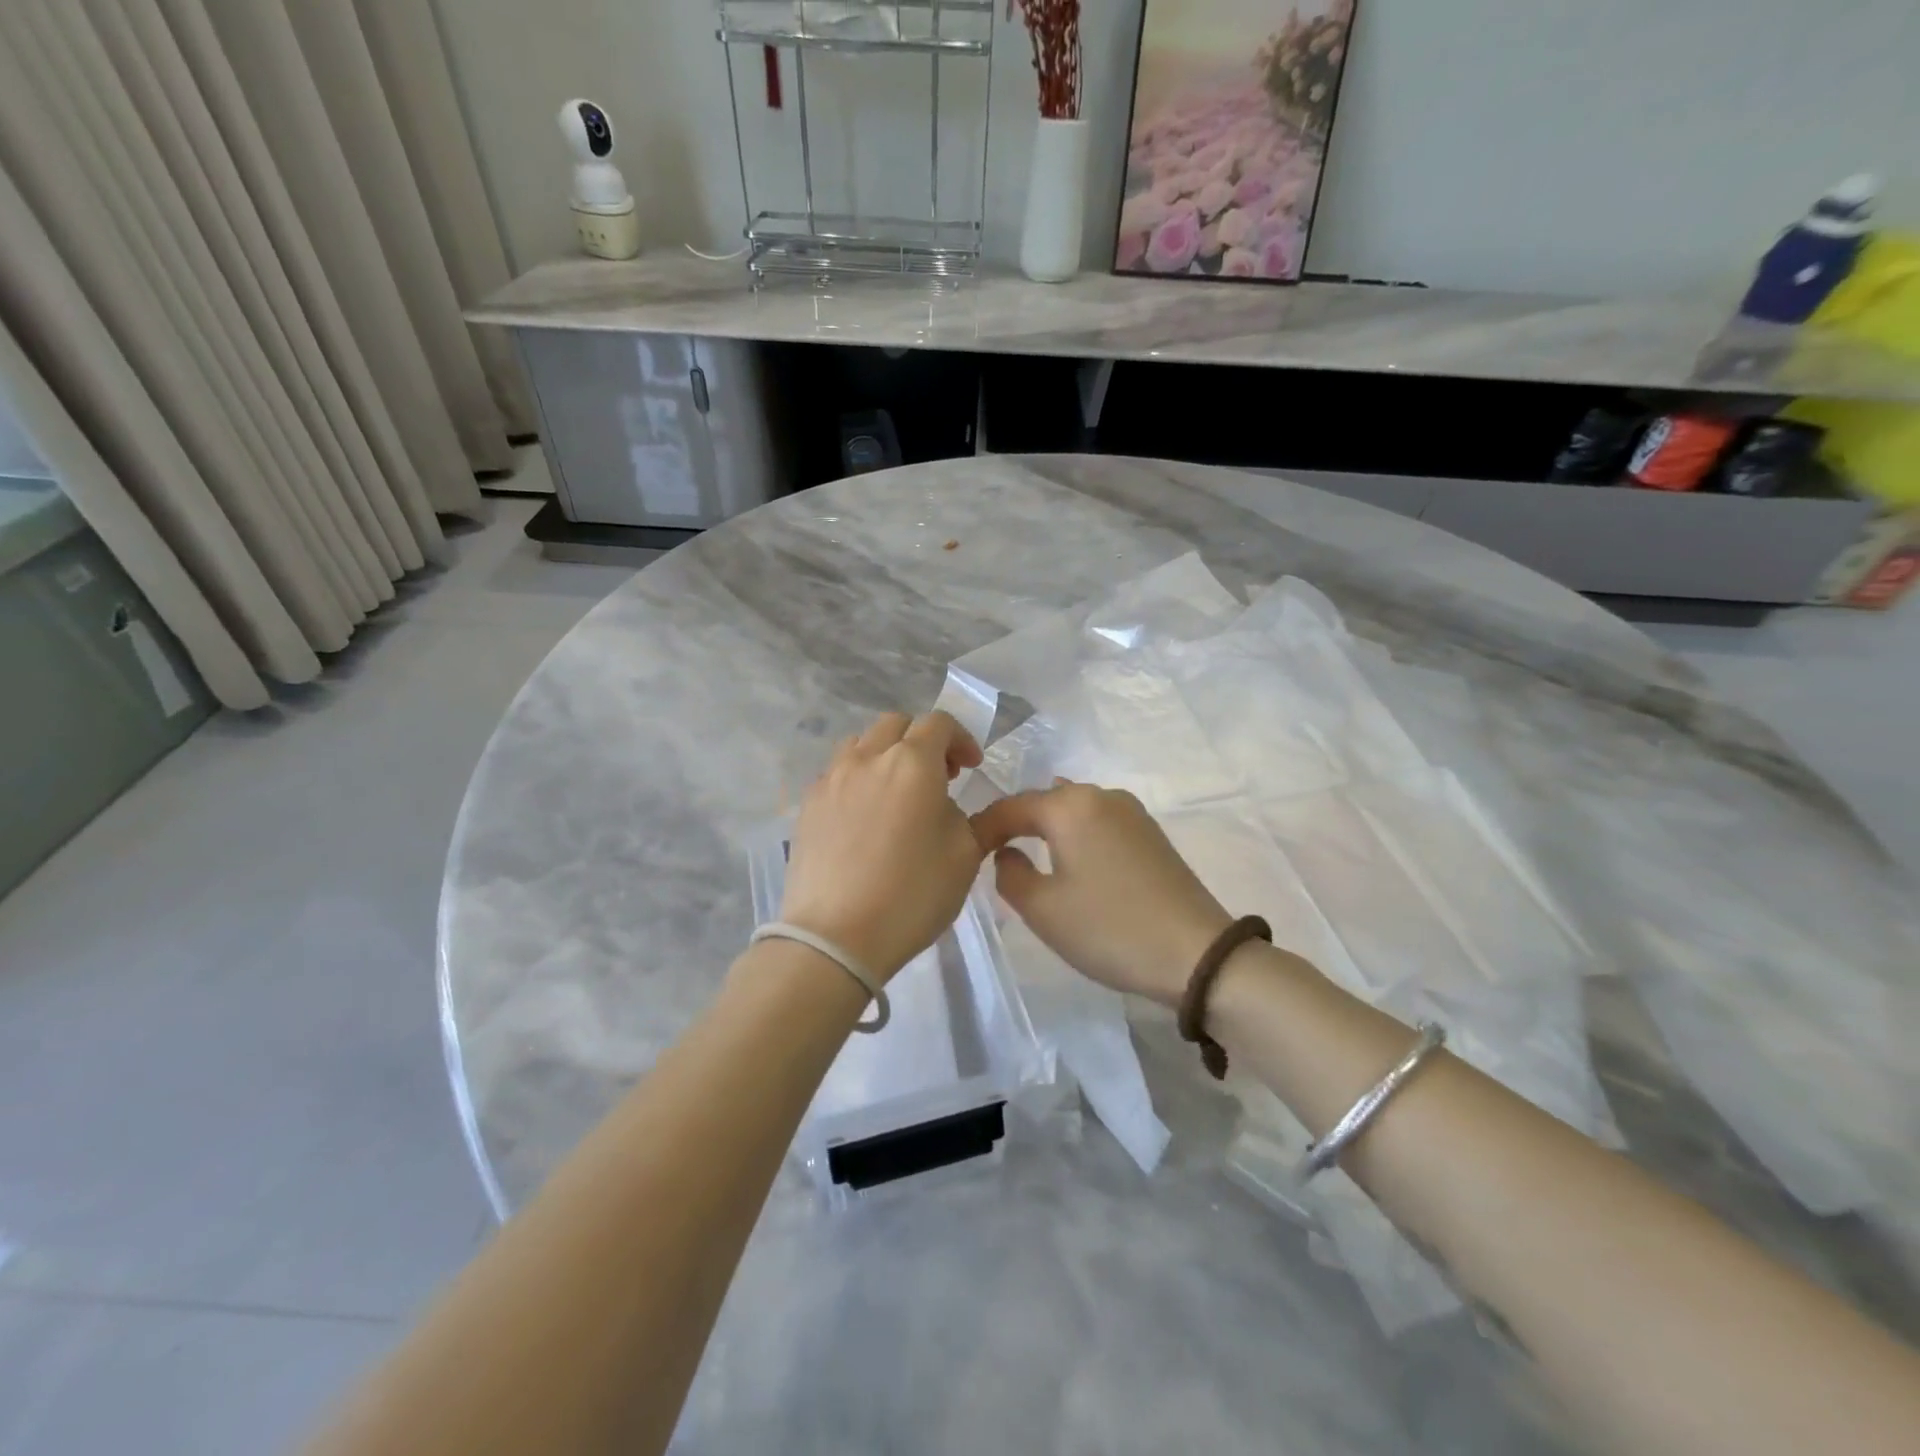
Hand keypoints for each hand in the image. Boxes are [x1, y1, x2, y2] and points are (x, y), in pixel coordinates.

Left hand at [780, 711, 985, 980]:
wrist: (835, 937)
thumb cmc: (911, 895)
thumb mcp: (965, 858)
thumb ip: (971, 819)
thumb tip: (949, 806)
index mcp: (912, 763)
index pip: (939, 723)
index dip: (960, 739)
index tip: (970, 768)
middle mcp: (868, 758)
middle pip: (897, 725)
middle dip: (922, 741)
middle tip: (938, 777)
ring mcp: (831, 779)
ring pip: (861, 744)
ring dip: (886, 755)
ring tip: (897, 792)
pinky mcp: (807, 804)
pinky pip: (837, 773)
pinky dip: (858, 779)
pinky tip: (864, 817)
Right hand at [971, 783, 1231, 1006]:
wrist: (1197, 954)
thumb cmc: (1109, 929)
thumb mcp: (1042, 909)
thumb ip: (1010, 874)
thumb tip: (1008, 852)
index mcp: (1070, 805)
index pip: (1011, 806)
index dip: (984, 827)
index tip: (966, 851)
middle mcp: (1101, 795)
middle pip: (1044, 801)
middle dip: (1016, 823)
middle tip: (993, 853)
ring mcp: (1131, 811)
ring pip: (1073, 809)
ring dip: (1048, 828)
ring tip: (1029, 853)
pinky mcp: (1151, 832)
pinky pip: (1098, 822)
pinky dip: (1076, 835)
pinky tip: (1072, 859)